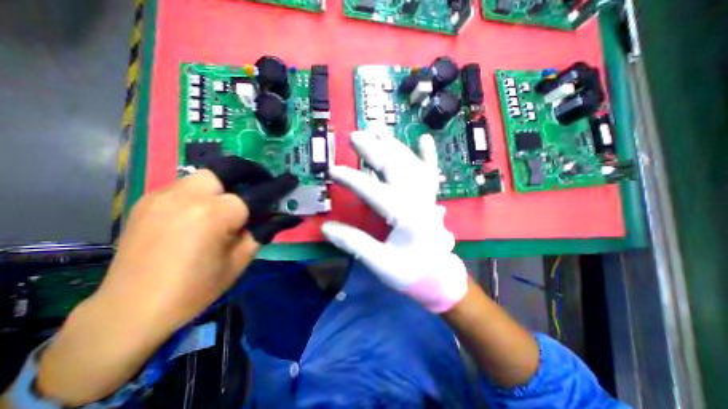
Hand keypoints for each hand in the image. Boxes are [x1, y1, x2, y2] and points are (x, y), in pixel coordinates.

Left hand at [36, 156, 297, 405]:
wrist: (128, 315)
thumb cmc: (198, 290)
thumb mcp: (243, 259)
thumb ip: (261, 231)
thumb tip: (279, 216)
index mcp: (219, 213)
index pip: (260, 192)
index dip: (279, 186)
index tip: (291, 180)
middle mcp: (192, 197)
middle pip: (227, 168)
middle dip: (249, 172)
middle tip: (260, 184)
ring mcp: (164, 196)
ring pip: (204, 172)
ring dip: (225, 181)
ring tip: (235, 198)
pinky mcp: (148, 202)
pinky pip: (185, 185)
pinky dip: (204, 191)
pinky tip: (207, 209)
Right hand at [322, 132, 464, 313]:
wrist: (439, 276)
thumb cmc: (410, 272)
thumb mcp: (380, 263)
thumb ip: (355, 244)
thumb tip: (326, 228)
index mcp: (405, 216)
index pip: (374, 191)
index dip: (352, 179)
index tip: (332, 170)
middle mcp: (418, 200)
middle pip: (395, 168)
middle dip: (374, 151)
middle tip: (355, 137)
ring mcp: (427, 196)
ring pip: (411, 164)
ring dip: (394, 146)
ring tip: (378, 131)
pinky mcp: (430, 197)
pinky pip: (431, 172)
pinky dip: (428, 155)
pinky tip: (425, 138)